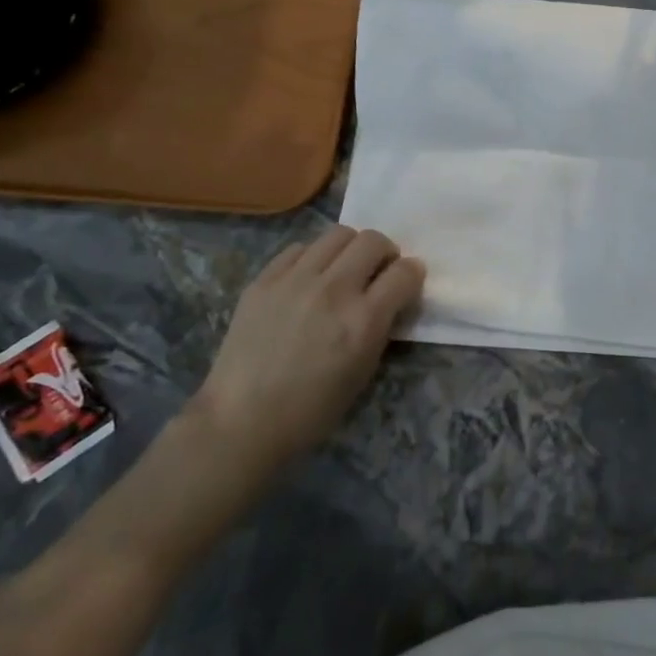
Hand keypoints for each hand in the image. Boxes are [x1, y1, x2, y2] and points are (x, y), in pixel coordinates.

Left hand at [190, 226, 423, 475]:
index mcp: (364, 320)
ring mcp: (295, 280)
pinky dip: (314, 257)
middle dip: (385, 252)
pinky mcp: (264, 280)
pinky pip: (299, 249)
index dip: (413, 274)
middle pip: (373, 240)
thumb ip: (381, 327)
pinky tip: (309, 279)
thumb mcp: (364, 370)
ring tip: (344, 269)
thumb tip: (389, 300)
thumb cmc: (312, 409)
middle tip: (378, 272)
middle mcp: (333, 290)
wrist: (242, 420)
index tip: (408, 282)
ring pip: (337, 234)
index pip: (405, 271)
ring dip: (351, 248)